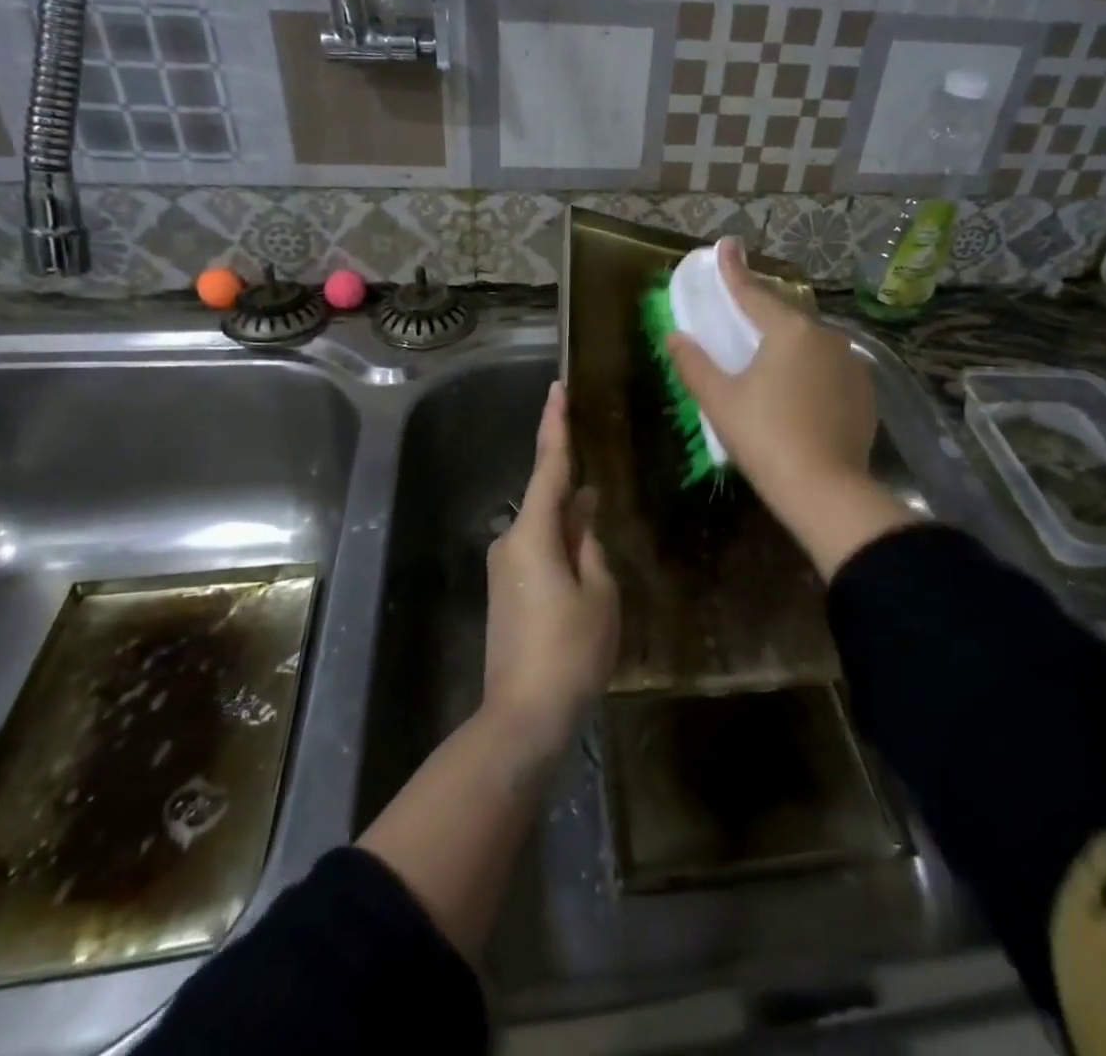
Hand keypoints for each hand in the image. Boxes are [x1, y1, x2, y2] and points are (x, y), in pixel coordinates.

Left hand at [483, 382, 619, 756]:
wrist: (523, 716)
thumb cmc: (570, 650)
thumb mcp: (599, 593)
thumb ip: (590, 545)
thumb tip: (584, 514)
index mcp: (532, 534)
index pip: (548, 466)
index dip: (555, 425)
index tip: (558, 389)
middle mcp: (510, 541)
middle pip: (546, 498)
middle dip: (574, 486)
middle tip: (601, 470)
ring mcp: (503, 568)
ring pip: (544, 528)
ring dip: (571, 522)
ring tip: (602, 522)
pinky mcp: (505, 591)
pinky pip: (538, 551)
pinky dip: (561, 544)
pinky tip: (585, 557)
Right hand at [666, 238, 876, 511]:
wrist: (826, 490)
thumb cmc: (765, 438)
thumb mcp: (720, 401)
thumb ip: (695, 364)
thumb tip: (675, 336)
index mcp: (790, 331)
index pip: (753, 293)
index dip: (734, 270)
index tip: (726, 245)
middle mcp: (826, 336)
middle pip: (786, 315)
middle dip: (763, 308)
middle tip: (743, 306)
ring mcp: (852, 364)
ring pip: (811, 342)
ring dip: (789, 342)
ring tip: (769, 356)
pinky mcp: (865, 392)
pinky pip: (830, 368)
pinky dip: (810, 369)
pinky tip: (799, 389)